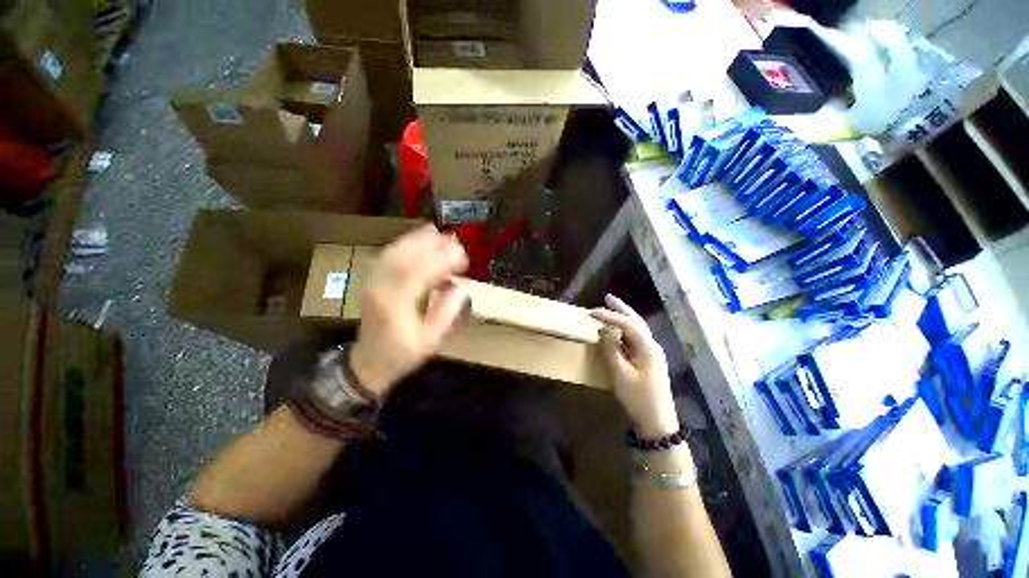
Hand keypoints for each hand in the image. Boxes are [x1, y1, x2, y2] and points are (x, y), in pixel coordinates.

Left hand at [350, 225, 468, 397]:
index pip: (420, 271)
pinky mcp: (372, 281)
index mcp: (396, 303)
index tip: (463, 257)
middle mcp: (381, 287)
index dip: (443, 260)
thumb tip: (462, 289)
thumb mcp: (430, 341)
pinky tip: (417, 240)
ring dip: (417, 240)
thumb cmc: (402, 355)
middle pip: (405, 256)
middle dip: (432, 245)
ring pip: (394, 251)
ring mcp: (373, 282)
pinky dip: (403, 244)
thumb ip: (446, 313)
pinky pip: (387, 255)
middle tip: (455, 242)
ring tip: (439, 234)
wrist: (367, 363)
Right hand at [590, 294, 678, 436]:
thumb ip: (612, 350)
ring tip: (611, 307)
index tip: (592, 312)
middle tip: (607, 297)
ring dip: (624, 317)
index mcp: (648, 348)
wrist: (657, 422)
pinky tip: (617, 329)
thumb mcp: (621, 374)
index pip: (627, 324)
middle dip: (622, 309)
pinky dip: (625, 330)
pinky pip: (635, 339)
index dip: (610, 316)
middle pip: (637, 321)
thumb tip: (605, 331)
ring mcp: (651, 353)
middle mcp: (652, 346)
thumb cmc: (638, 398)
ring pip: (637, 329)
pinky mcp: (648, 360)